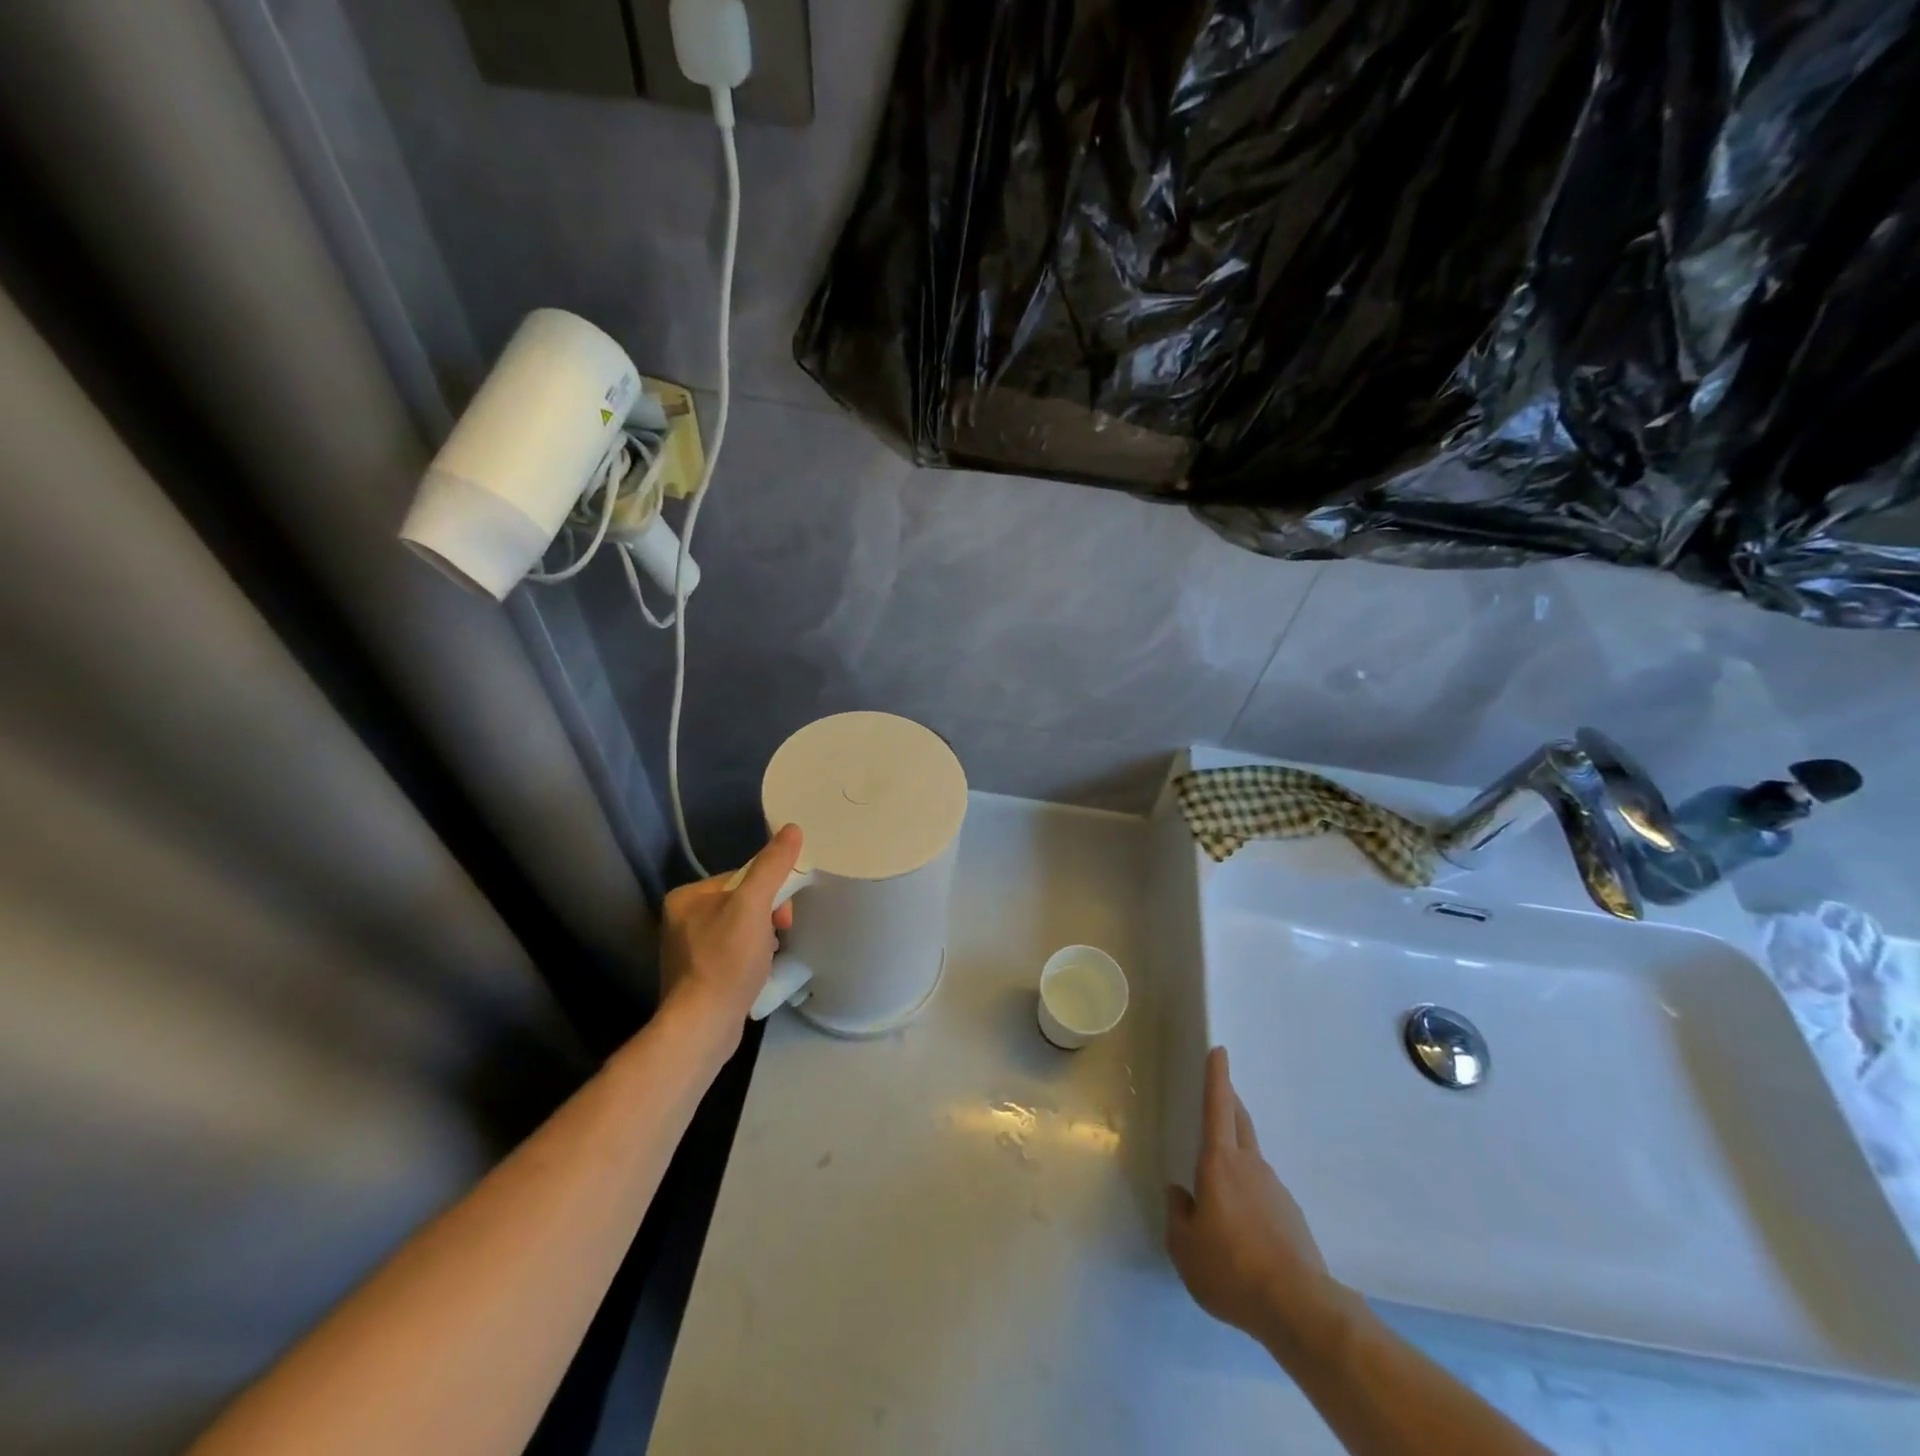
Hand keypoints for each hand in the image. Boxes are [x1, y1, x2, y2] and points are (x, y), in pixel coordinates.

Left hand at [658, 825, 803, 1057]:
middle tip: (780, 935)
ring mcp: (688, 950)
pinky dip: (751, 958)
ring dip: (762, 938)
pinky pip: (733, 953)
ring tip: (768, 957)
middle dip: (767, 917)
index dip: (770, 891)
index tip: (783, 915)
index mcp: (687, 896)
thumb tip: (792, 829)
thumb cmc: (726, 961)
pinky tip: (757, 972)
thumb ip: (772, 866)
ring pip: (741, 928)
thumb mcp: (754, 906)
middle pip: (743, 902)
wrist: (703, 1027)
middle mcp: (682, 919)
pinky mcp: (698, 976)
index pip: (742, 878)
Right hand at [1166, 1047, 1351, 1358]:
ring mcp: (1275, 1189)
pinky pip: (1263, 1191)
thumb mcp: (1184, 1247)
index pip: (1217, 1107)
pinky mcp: (1291, 1216)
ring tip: (1220, 1178)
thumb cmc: (1231, 1267)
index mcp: (1219, 1162)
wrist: (1298, 1307)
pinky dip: (1249, 1191)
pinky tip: (1243, 1224)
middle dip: (1230, 1101)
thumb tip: (1180, 1194)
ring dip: (1237, 1151)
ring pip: (1251, 1156)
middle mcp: (1249, 1165)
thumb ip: (1178, 1214)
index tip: (1220, 1050)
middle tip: (1220, 1091)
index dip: (1217, 1077)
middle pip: (1240, 1121)